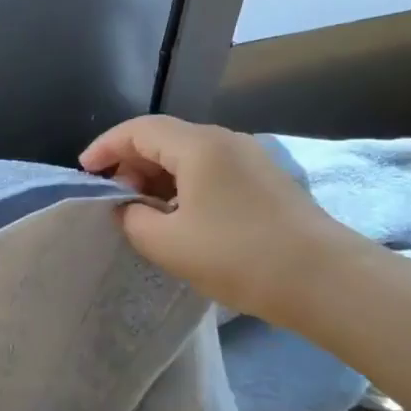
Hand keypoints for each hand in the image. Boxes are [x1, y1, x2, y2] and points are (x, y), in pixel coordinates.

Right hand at [80, 116, 353, 319]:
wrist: (325, 280)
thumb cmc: (238, 255)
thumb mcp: (167, 243)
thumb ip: (133, 219)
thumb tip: (130, 208)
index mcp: (198, 145)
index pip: (138, 130)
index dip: (105, 147)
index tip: (85, 172)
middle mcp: (226, 141)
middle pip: (165, 137)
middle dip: (131, 162)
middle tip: (113, 196)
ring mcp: (252, 159)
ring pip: (190, 155)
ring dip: (159, 176)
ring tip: (143, 210)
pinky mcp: (267, 181)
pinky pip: (212, 171)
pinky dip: (185, 185)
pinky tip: (180, 217)